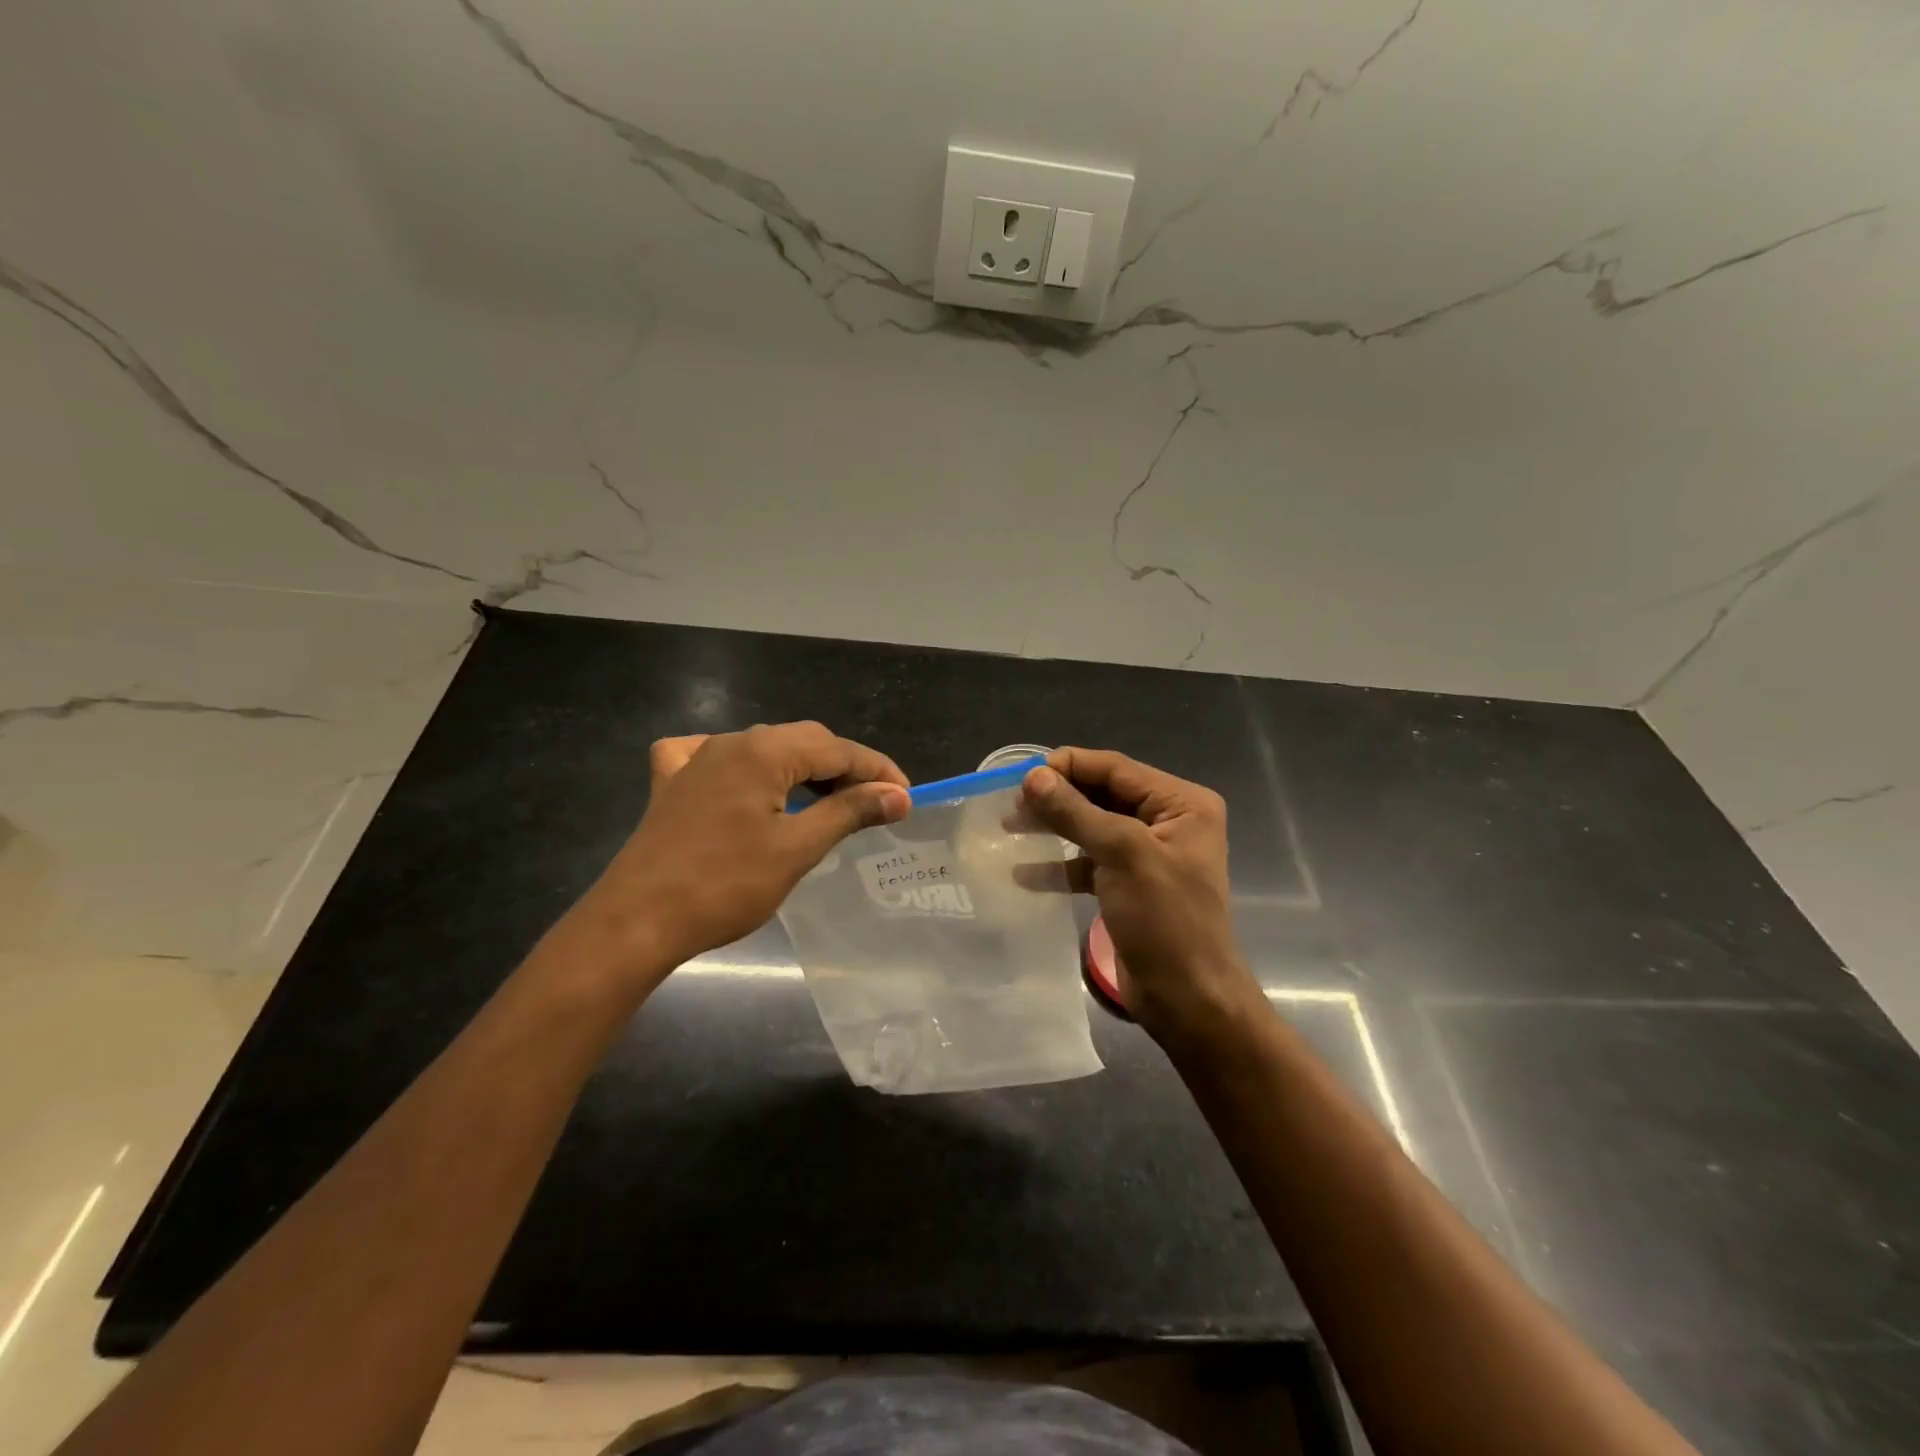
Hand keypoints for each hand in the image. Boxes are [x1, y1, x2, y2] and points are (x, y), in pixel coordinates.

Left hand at [559, 721, 909, 986]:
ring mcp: (696, 760)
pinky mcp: (672, 784)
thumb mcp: (797, 848)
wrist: (636, 921)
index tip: (906, 797)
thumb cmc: (724, 886)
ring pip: (765, 750)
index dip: (877, 770)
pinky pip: (716, 759)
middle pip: (803, 741)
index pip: (837, 749)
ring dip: (802, 770)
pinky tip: (746, 784)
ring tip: (828, 802)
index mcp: (764, 751)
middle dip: (844, 769)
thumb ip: (850, 812)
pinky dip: (745, 769)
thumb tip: (897, 795)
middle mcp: (731, 742)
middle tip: (873, 805)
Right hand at [1021, 748, 1260, 1043]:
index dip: (1067, 767)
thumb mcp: (1121, 855)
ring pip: (1092, 827)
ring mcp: (1148, 854)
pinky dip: (1060, 865)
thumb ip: (1075, 812)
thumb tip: (1032, 776)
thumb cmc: (1165, 920)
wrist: (1188, 1000)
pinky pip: (1090, 863)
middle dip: (1057, 798)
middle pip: (1102, 794)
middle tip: (1010, 806)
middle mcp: (1168, 821)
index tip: (1020, 777)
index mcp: (1181, 803)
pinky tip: (1024, 873)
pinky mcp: (1130, 885)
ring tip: (1008, 829)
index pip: (1115, 768)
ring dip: (1053, 827)